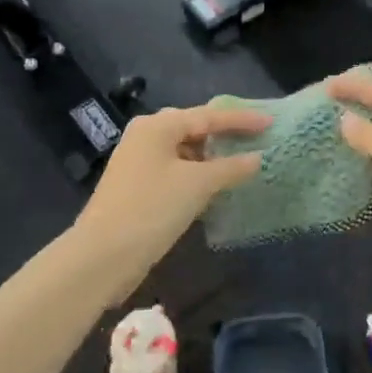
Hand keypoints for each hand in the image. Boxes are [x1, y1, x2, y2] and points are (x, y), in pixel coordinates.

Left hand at [72, 103, 268, 288]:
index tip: (270, 123)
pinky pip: (175, 170)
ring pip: (184, 151)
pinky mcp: (136, 187)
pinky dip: (197, 174)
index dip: (242, 119)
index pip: (208, 116)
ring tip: (241, 162)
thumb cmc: (152, 209)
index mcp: (157, 126)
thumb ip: (231, 168)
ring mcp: (138, 162)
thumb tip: (257, 158)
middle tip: (256, 138)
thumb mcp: (198, 185)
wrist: (101, 256)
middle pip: (193, 128)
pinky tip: (214, 186)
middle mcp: (145, 136)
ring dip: (211, 157)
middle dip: (225, 134)